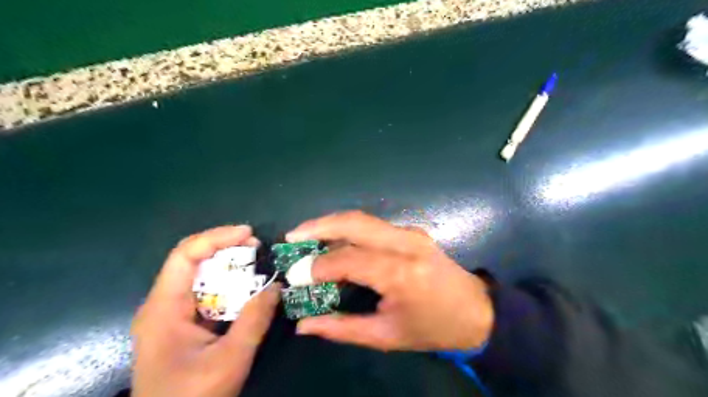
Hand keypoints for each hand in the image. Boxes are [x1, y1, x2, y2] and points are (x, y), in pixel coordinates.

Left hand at [131, 226, 280, 396]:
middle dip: (225, 247)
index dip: (216, 237)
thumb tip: (277, 286)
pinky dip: (227, 284)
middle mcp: (162, 304)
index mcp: (163, 309)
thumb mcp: (229, 360)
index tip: (248, 233)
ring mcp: (170, 314)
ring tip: (255, 260)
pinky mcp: (182, 323)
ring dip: (227, 264)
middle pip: (191, 260)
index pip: (185, 256)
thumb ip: (254, 320)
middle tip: (257, 246)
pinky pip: (205, 292)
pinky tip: (246, 286)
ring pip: (199, 275)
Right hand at [287, 213, 494, 351]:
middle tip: (292, 236)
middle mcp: (405, 244)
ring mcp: (410, 233)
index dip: (318, 266)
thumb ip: (341, 328)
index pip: (348, 259)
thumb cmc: (433, 328)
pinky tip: (335, 242)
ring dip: (332, 225)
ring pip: (362, 219)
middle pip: (354, 223)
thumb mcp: (386, 336)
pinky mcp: (412, 231)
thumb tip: (303, 325)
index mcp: (401, 273)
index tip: (296, 275)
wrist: (477, 311)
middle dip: (318, 226)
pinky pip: (373, 226)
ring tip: (307, 237)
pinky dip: (349, 230)